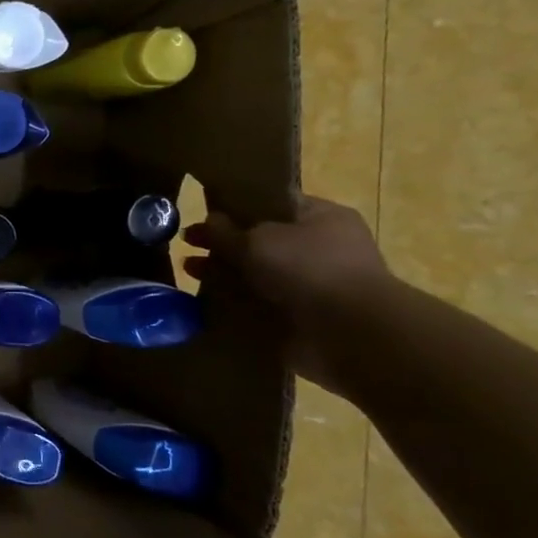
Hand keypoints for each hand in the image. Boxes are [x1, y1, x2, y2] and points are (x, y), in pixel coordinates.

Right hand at [183, 196, 398, 393]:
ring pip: (257, 275)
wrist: (350, 334)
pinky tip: (205, 303)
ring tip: (189, 274)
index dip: (236, 207)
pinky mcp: (302, 318)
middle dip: (224, 245)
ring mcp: (312, 286)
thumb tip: (208, 222)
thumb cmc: (308, 269)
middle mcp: (320, 248)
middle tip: (186, 246)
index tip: (202, 213)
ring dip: (225, 275)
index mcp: (321, 217)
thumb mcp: (257, 240)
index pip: (273, 204)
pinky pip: (258, 306)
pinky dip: (235, 306)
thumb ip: (226, 231)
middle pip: (261, 241)